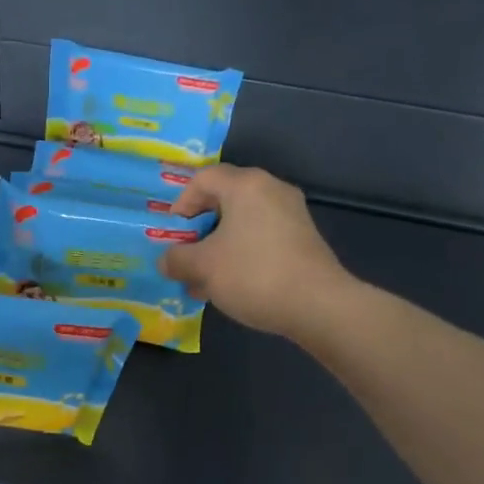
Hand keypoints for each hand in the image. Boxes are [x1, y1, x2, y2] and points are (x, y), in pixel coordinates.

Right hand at [160, 165, 352, 339]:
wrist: (318, 305)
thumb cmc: (253, 274)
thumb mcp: (203, 267)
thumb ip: (177, 259)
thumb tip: (166, 260)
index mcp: (245, 185)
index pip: (203, 179)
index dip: (180, 203)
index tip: (172, 233)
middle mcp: (271, 190)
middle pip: (223, 199)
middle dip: (198, 229)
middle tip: (185, 255)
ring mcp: (291, 214)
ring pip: (242, 222)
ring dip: (218, 246)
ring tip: (203, 278)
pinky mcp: (302, 238)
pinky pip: (261, 236)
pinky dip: (241, 253)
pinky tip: (231, 284)